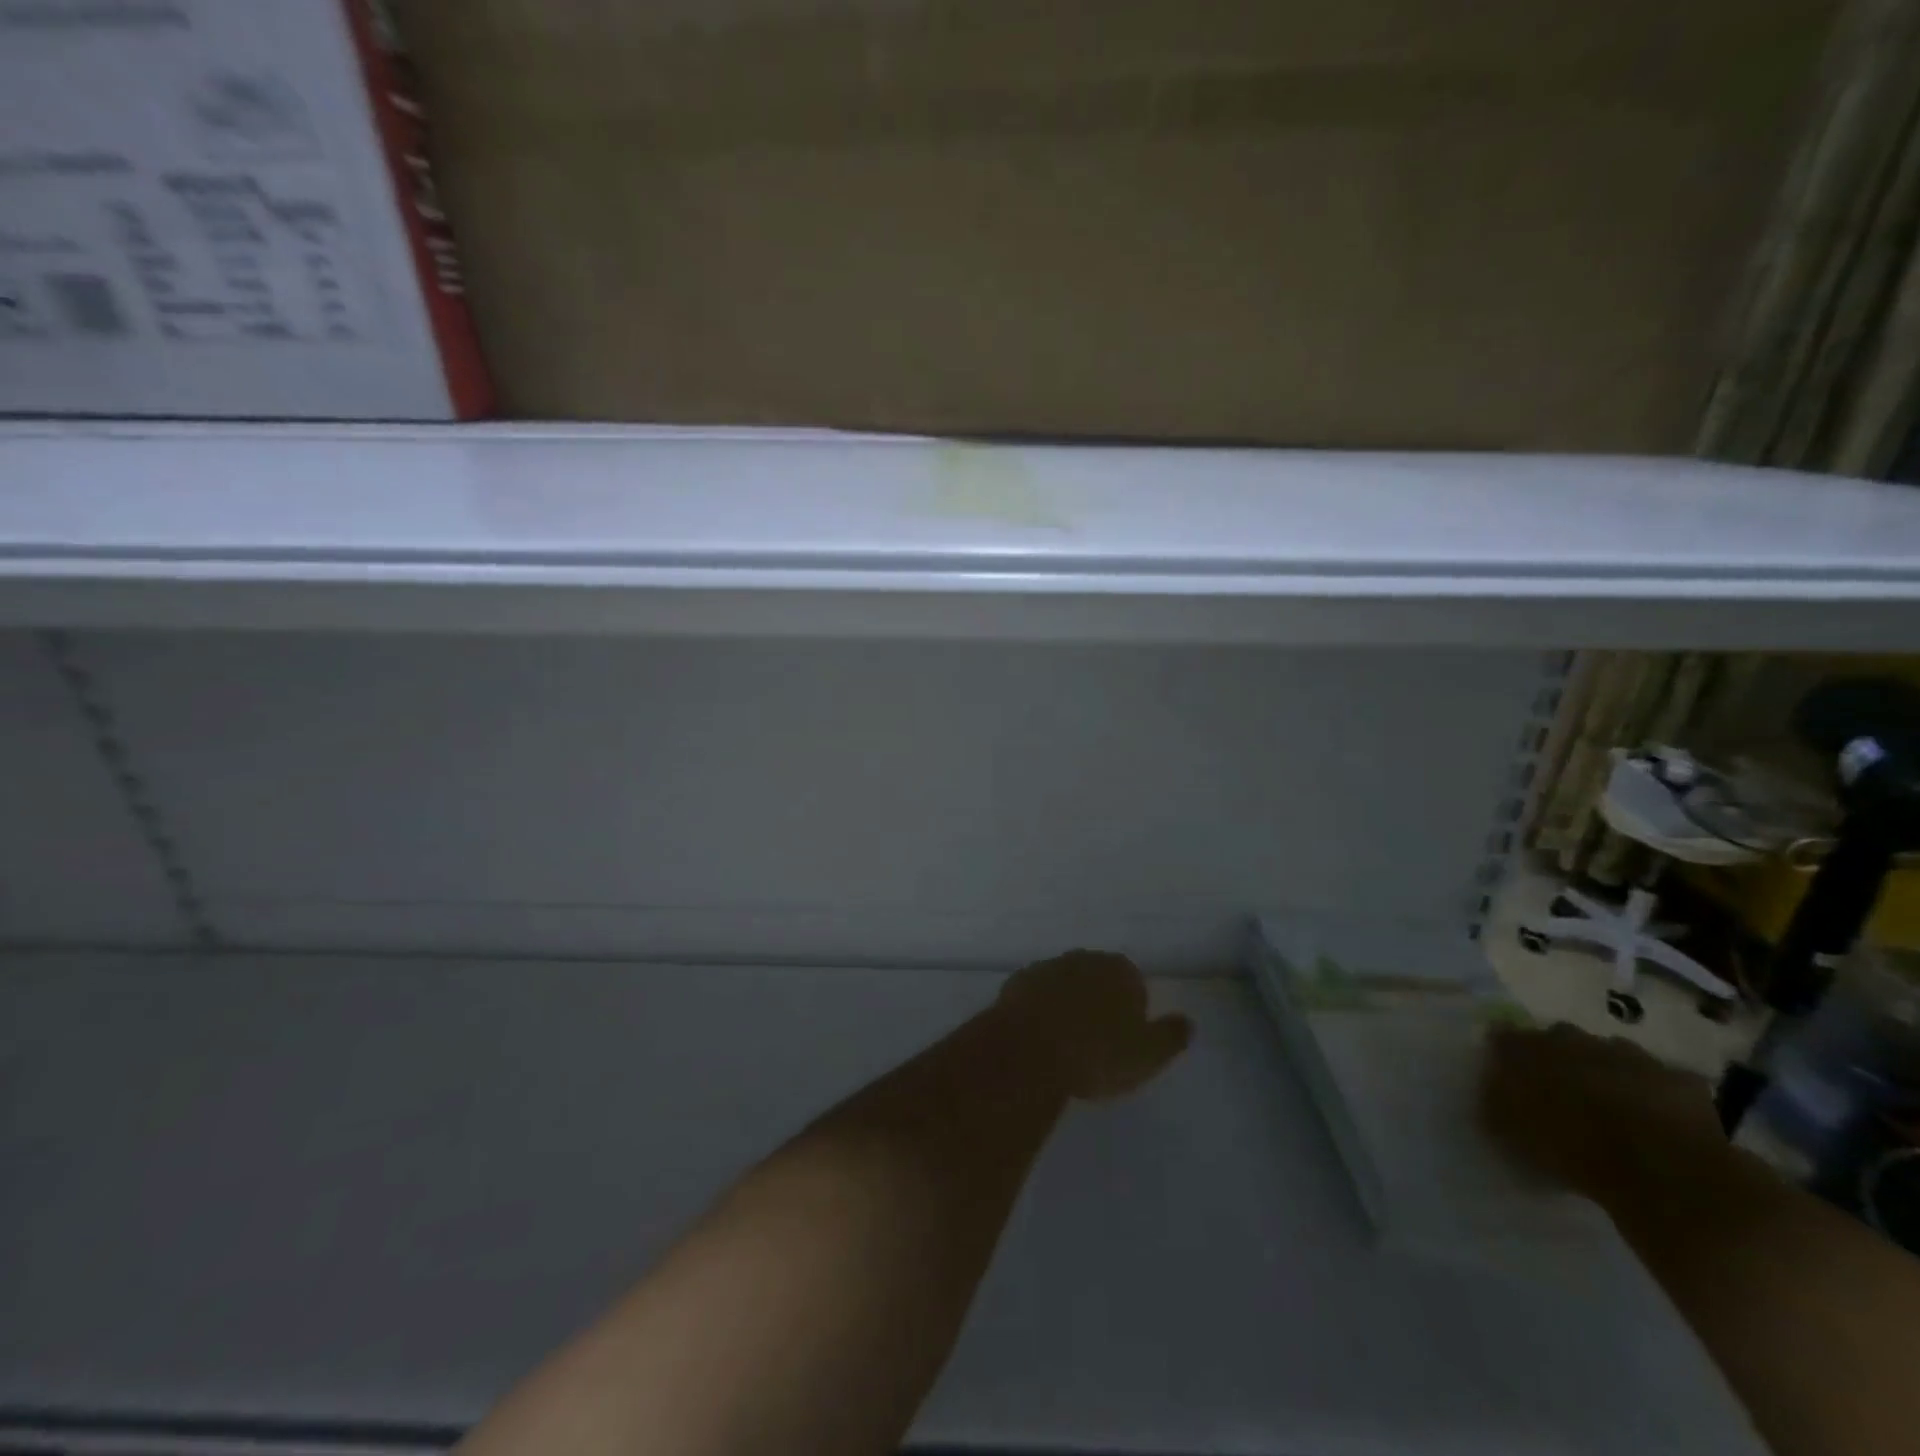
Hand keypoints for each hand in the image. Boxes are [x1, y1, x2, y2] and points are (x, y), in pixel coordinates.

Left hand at [995, 950, 1192, 1101]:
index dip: (1132, 1011)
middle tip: (1096, 1043)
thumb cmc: (1097, 1054)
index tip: (1125, 1040)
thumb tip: (1187, 1022)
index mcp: (1118, 969)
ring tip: (1066, 1044)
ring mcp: (1045, 967)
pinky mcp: (1016, 984)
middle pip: (1097, 978)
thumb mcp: (1148, 1055)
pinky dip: (1038, 1011)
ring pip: (1064, 984)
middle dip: (1098, 1002)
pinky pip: (1035, 996)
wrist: (1028, 1051)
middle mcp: (1082, 959)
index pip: (1134, 982)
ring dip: (1067, 1005)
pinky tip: (1038, 1039)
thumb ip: (1171, 1036)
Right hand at [1480, 1022, 1725, 1198]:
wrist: (1661, 1170)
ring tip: (1611, 1105)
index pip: (1503, 1036)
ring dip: (1607, 1071)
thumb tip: (1491, 1091)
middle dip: (1559, 1057)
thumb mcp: (1512, 1133)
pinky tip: (1657, 1118)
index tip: (1507, 1073)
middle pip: (1559, 1038)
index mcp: (1528, 1048)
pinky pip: (1662, 1080)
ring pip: (1611, 1054)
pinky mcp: (1678, 1079)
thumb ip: (1495, 1103)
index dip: (1506, 1054)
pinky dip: (1656, 1093)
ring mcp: (1629, 1054)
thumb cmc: (1572, 1148)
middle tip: (1561, 1090)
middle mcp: (1573, 1039)